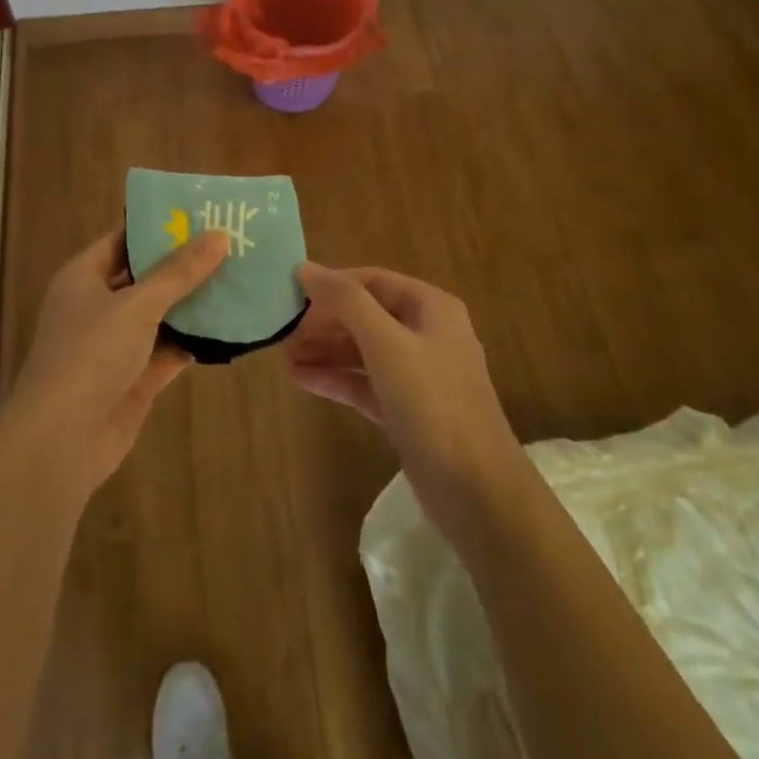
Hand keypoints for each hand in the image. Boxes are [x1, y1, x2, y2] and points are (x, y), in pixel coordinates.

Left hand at [1, 228, 228, 498]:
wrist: (62, 440)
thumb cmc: (90, 355)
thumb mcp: (136, 305)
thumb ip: (178, 272)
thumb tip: (218, 235)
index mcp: (84, 278)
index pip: (124, 240)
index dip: (159, 227)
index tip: (202, 215)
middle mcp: (99, 306)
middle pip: (147, 277)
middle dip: (185, 265)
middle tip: (233, 244)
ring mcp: (117, 344)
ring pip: (162, 315)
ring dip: (195, 303)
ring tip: (241, 278)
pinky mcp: (136, 377)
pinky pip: (170, 349)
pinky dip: (195, 340)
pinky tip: (231, 326)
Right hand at [286, 264, 522, 520]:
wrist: (476, 489)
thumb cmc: (432, 402)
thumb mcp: (386, 343)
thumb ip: (346, 302)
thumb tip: (306, 269)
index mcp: (431, 308)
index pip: (373, 281)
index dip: (332, 284)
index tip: (291, 294)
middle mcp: (427, 334)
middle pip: (367, 315)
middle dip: (325, 321)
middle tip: (283, 331)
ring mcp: (418, 375)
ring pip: (363, 351)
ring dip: (325, 350)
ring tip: (284, 355)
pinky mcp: (407, 410)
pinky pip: (365, 383)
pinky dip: (336, 379)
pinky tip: (301, 379)